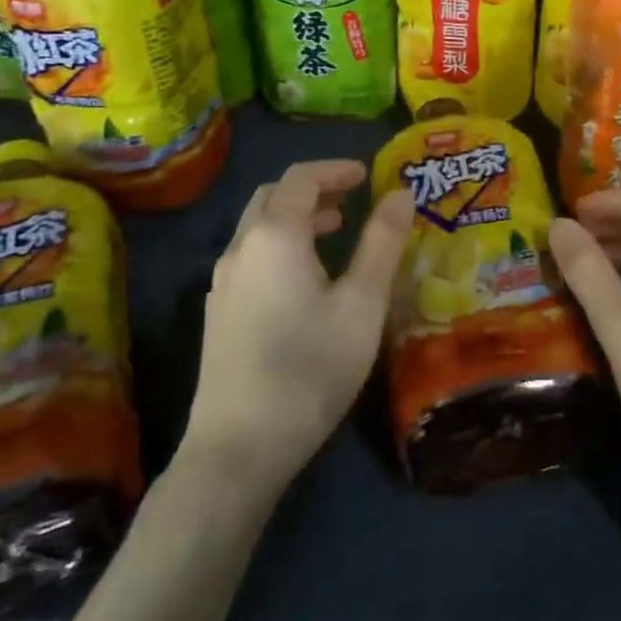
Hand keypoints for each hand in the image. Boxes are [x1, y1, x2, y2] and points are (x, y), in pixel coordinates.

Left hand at [182, 160, 413, 493]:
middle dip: (314, 188)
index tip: (368, 174)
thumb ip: (382, 242)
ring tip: (337, 231)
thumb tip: (400, 193)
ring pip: (259, 227)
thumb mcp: (362, 303)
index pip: (301, 177)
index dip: (336, 169)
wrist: (237, 450)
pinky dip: (281, 244)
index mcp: (275, 235)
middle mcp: (241, 248)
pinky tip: (306, 279)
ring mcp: (223, 283)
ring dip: (297, 217)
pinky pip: (252, 256)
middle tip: (353, 198)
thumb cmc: (309, 368)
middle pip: (274, 196)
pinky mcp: (219, 313)